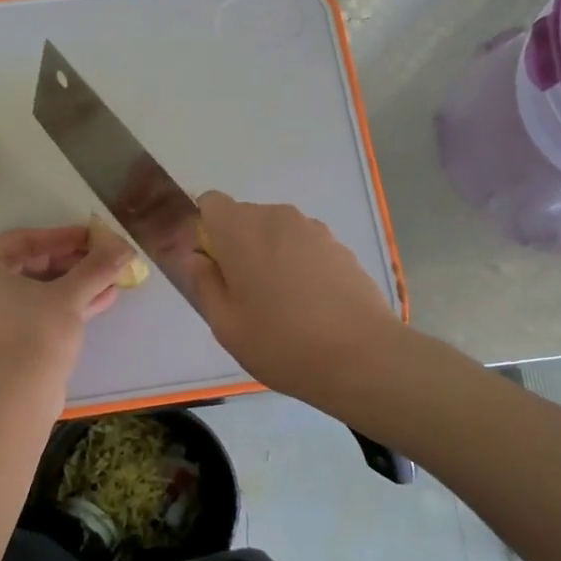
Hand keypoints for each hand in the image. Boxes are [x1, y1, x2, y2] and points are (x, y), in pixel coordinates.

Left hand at [0, 225, 131, 398]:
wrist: (17, 399)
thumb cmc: (36, 334)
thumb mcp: (69, 295)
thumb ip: (96, 267)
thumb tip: (124, 246)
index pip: (23, 240)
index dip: (62, 236)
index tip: (92, 237)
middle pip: (29, 266)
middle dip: (71, 263)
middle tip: (102, 260)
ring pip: (34, 293)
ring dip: (73, 285)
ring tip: (109, 280)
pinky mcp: (0, 345)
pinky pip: (32, 314)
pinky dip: (62, 307)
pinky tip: (100, 301)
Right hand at [181, 192, 399, 404]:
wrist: (363, 357)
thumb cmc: (281, 343)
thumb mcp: (225, 324)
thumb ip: (204, 283)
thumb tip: (197, 258)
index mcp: (241, 230)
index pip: (210, 203)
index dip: (206, 231)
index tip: (214, 267)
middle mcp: (277, 217)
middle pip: (244, 218)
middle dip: (238, 247)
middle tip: (245, 295)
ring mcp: (314, 230)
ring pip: (277, 233)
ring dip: (270, 256)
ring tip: (283, 304)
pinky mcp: (341, 247)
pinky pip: (305, 247)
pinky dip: (300, 265)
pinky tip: (312, 306)